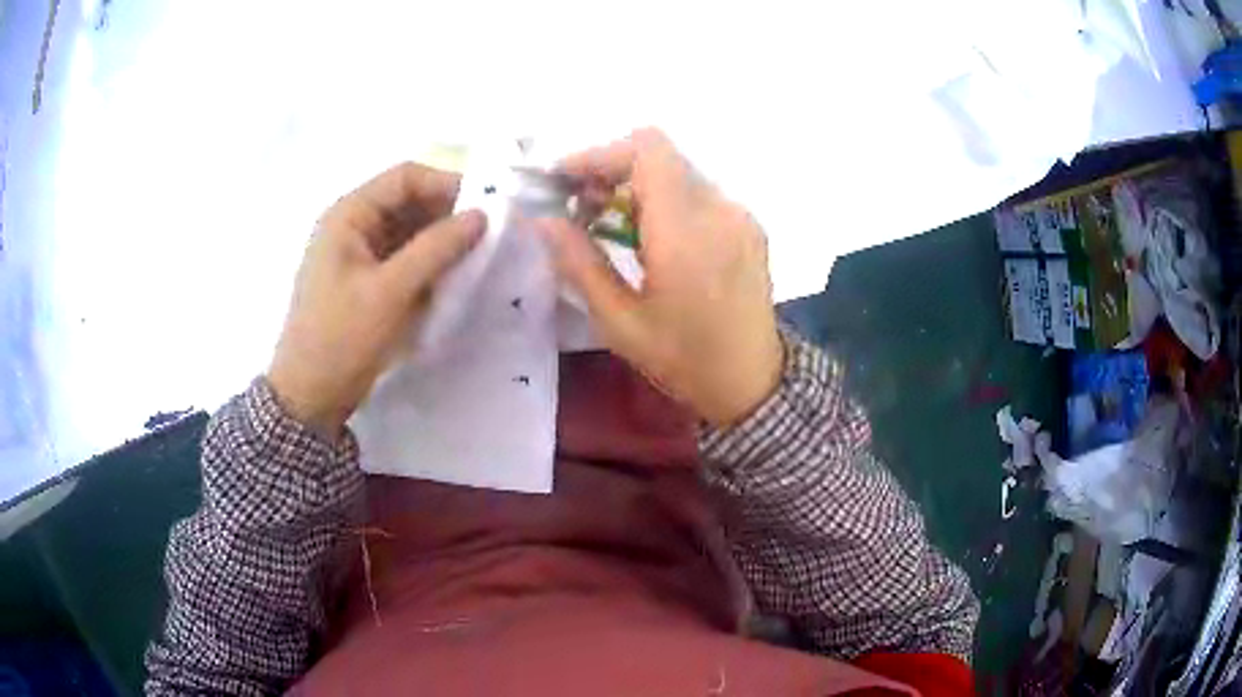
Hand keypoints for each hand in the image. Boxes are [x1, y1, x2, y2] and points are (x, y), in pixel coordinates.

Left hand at [268, 163, 484, 437]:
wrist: (310, 395)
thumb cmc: (342, 337)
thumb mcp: (390, 291)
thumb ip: (436, 249)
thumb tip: (481, 216)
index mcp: (349, 215)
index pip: (405, 178)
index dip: (446, 184)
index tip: (485, 205)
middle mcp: (353, 226)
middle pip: (408, 203)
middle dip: (447, 214)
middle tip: (488, 234)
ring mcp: (359, 255)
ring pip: (409, 232)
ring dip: (441, 240)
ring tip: (477, 255)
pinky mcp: (368, 281)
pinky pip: (404, 259)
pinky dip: (429, 263)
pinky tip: (454, 277)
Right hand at [541, 129, 782, 426]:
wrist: (754, 382)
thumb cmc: (685, 361)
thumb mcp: (620, 323)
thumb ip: (579, 264)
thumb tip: (543, 221)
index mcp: (686, 233)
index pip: (647, 150)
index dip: (600, 154)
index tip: (565, 181)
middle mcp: (719, 210)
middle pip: (659, 156)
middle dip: (611, 171)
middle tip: (580, 208)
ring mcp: (739, 215)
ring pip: (677, 172)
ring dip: (636, 186)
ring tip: (610, 226)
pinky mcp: (748, 225)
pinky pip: (698, 192)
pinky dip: (664, 200)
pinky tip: (651, 237)